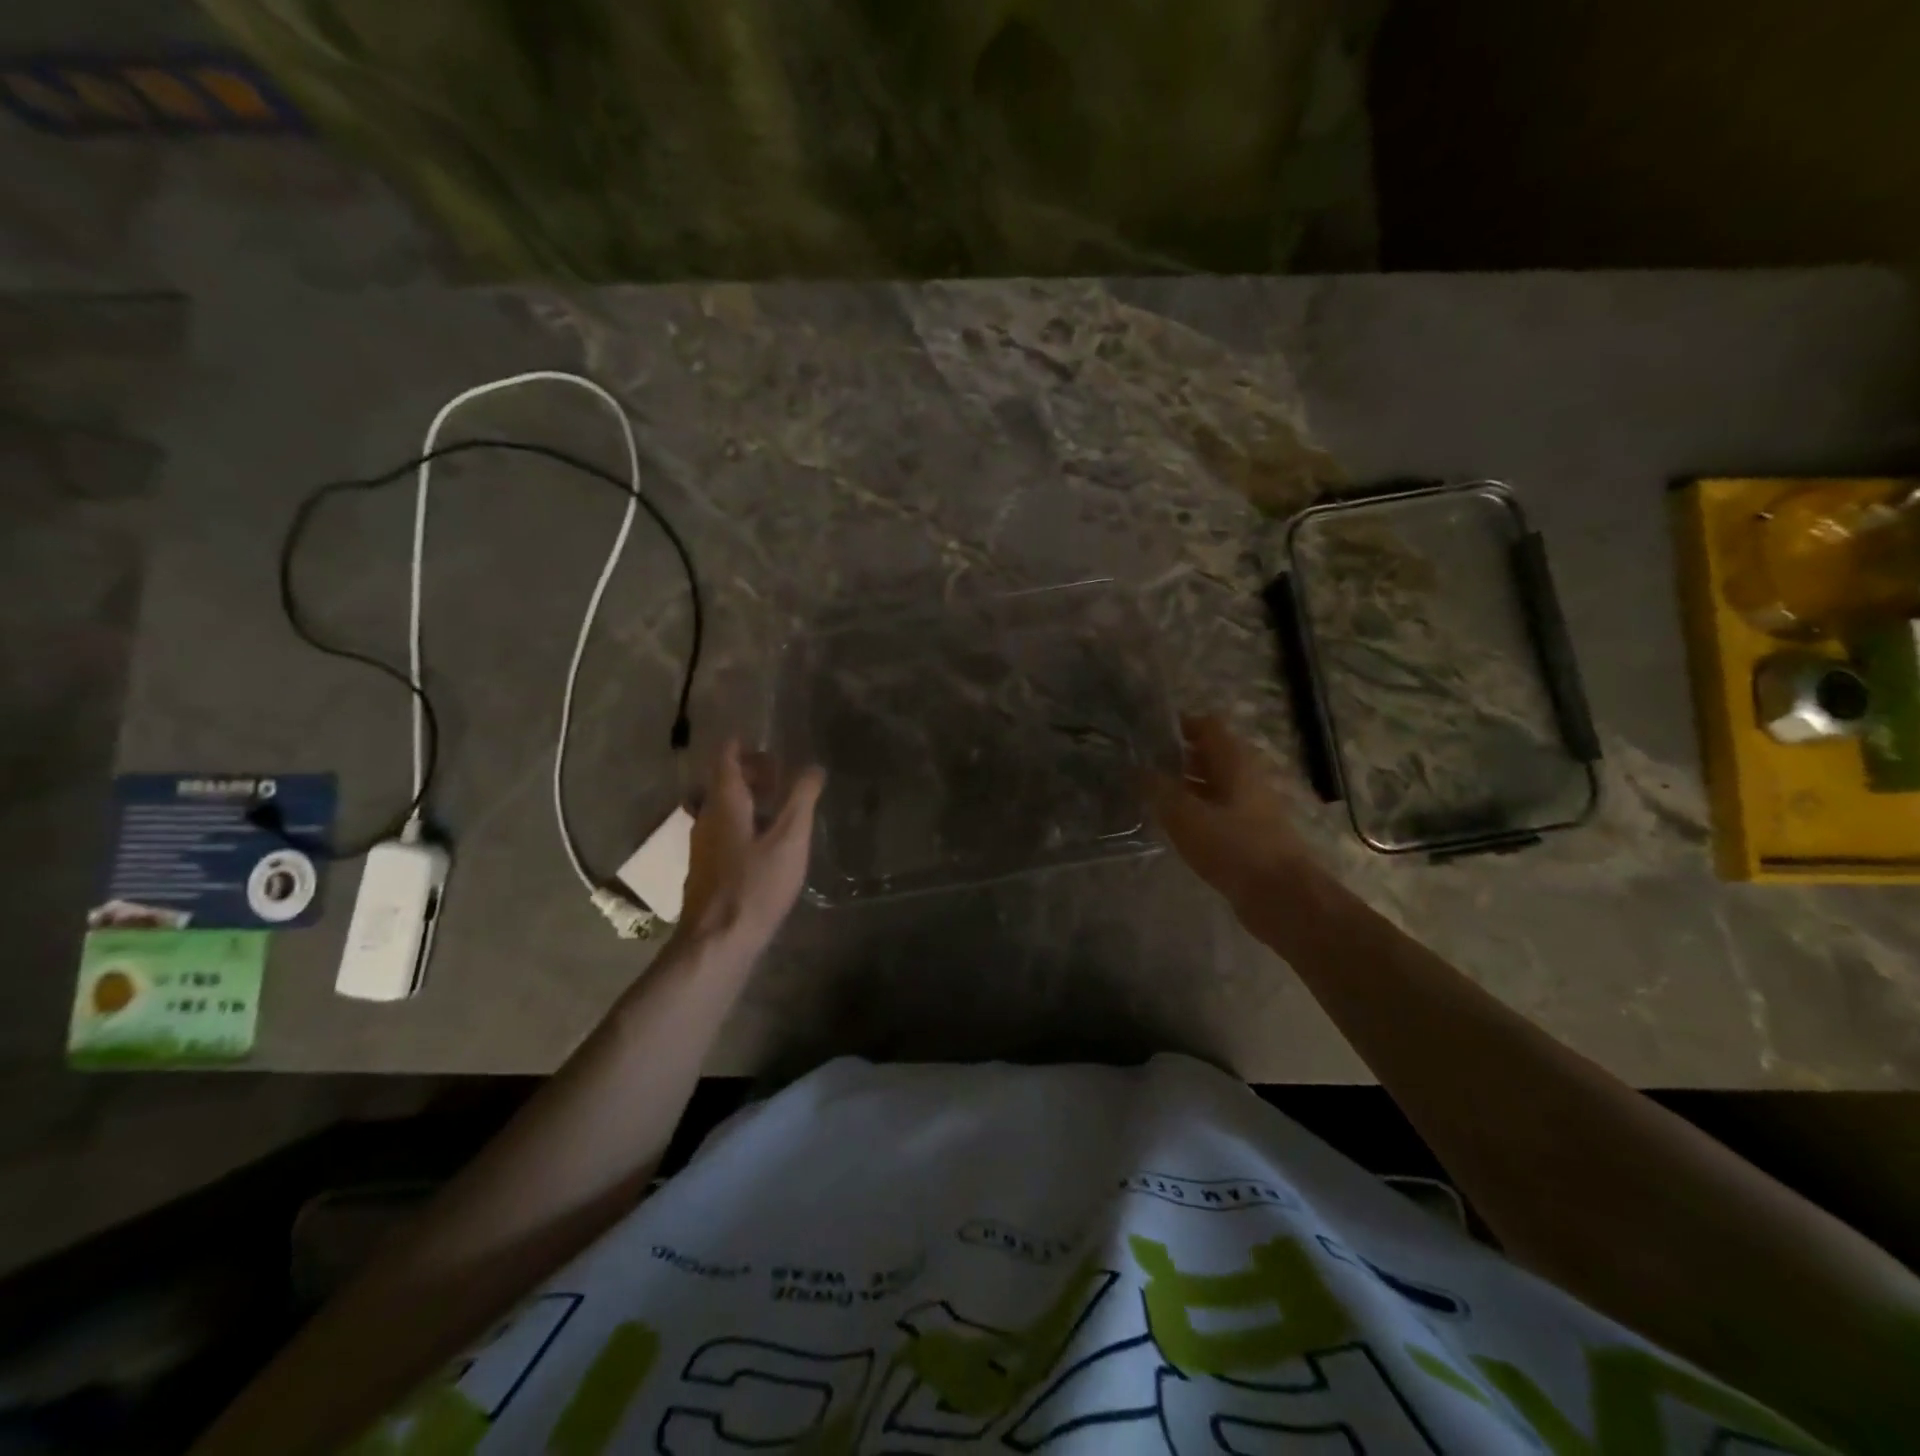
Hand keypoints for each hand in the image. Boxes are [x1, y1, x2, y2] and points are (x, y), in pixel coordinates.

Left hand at [678, 741, 824, 949]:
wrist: (717, 942)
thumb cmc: (755, 885)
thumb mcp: (790, 839)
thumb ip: (802, 800)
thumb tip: (814, 767)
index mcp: (724, 804)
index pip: (725, 760)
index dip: (739, 746)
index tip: (758, 738)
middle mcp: (706, 819)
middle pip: (723, 784)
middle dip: (749, 773)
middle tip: (778, 773)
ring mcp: (702, 847)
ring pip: (722, 810)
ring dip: (747, 800)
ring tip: (777, 806)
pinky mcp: (706, 871)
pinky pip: (723, 831)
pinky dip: (742, 823)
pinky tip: (763, 842)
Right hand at [1147, 714, 1315, 911]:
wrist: (1282, 898)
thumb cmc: (1234, 848)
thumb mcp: (1186, 816)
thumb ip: (1160, 790)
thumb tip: (1138, 769)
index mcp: (1235, 762)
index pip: (1208, 726)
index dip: (1180, 724)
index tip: (1147, 733)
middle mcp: (1246, 778)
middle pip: (1211, 754)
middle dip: (1178, 755)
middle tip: (1141, 763)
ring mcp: (1251, 807)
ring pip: (1214, 784)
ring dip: (1185, 785)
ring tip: (1150, 793)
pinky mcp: (1250, 834)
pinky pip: (1218, 810)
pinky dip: (1196, 810)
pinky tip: (1174, 825)